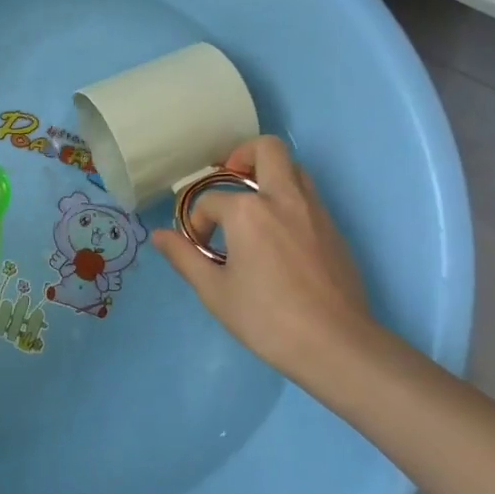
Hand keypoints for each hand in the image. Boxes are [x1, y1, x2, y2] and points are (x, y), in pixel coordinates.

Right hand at [152, 136, 389, 384]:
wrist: (336, 344)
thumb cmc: (267, 319)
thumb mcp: (214, 292)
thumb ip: (184, 257)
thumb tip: (158, 236)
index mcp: (248, 211)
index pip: (211, 201)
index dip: (197, 222)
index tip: (199, 248)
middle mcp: (283, 198)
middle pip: (266, 149)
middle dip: (242, 155)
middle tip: (229, 179)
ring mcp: (314, 210)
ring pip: (294, 168)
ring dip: (270, 175)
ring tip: (253, 206)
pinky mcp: (334, 229)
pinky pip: (309, 196)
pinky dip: (289, 199)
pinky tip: (278, 235)